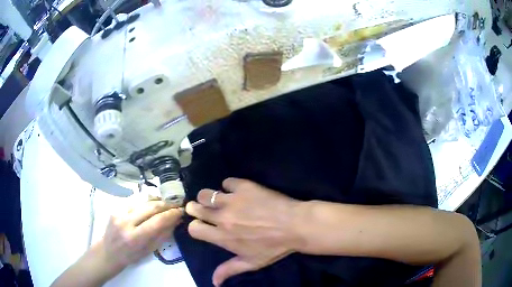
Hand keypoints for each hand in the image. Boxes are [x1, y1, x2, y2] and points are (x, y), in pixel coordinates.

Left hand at [99, 200, 183, 272]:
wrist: (108, 250)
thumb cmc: (130, 256)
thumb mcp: (149, 250)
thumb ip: (162, 235)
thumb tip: (176, 221)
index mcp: (134, 238)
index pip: (157, 221)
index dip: (171, 214)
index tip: (181, 211)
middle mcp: (125, 222)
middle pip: (150, 207)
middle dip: (166, 205)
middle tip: (176, 205)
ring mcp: (119, 212)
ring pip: (143, 201)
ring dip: (157, 201)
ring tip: (166, 203)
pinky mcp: (116, 207)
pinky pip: (135, 201)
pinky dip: (146, 201)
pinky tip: (152, 204)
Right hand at [186, 178, 302, 286]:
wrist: (295, 225)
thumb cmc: (274, 247)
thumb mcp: (251, 263)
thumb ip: (229, 270)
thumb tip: (214, 282)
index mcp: (222, 237)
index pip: (194, 229)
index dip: (196, 227)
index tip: (202, 226)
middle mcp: (222, 217)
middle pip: (195, 208)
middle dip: (195, 209)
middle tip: (203, 209)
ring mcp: (232, 200)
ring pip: (206, 194)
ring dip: (208, 197)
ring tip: (217, 200)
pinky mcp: (244, 186)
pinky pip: (227, 182)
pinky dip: (229, 186)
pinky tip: (237, 191)